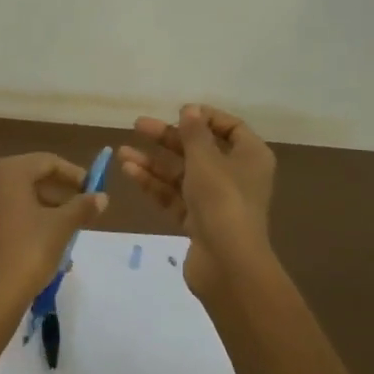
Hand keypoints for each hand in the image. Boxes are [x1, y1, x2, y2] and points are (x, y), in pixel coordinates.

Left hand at [0, 152, 108, 308]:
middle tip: (74, 214)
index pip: (45, 162)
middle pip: (23, 183)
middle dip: (52, 197)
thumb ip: (82, 207)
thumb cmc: (29, 252)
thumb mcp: (62, 227)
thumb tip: (100, 196)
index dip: (72, 174)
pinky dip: (8, 234)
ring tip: (56, 238)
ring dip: (32, 216)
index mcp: (5, 174)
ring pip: (5, 207)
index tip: (89, 189)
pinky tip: (24, 253)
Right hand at [119, 105, 275, 303]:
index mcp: (250, 157)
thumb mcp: (206, 160)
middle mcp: (236, 176)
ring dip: (154, 162)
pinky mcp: (198, 222)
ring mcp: (216, 201)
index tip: (177, 111)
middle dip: (168, 138)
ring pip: (182, 174)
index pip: (231, 128)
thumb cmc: (222, 201)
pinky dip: (154, 184)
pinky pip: (174, 196)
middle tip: (138, 126)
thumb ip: (194, 133)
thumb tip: (190, 110)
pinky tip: (130, 172)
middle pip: (200, 150)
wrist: (228, 263)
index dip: (204, 117)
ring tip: (122, 152)